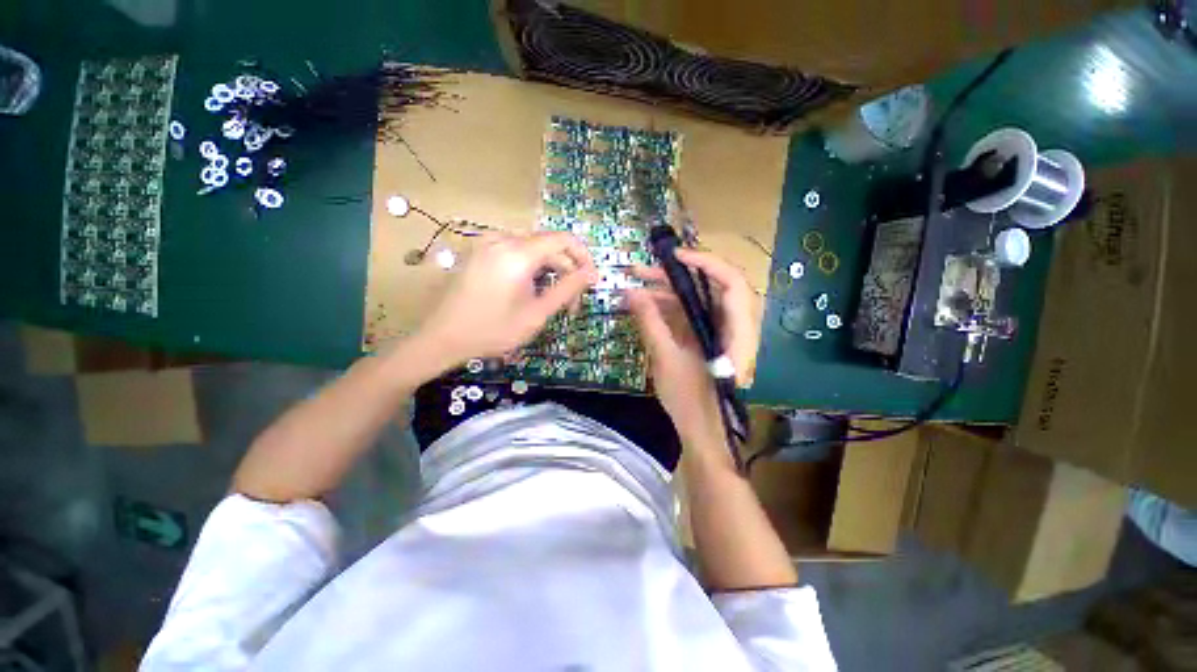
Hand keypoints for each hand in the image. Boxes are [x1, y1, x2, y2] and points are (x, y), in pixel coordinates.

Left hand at [414, 232, 597, 367]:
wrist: (442, 338)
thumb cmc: (493, 331)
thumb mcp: (537, 314)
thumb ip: (567, 290)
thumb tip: (592, 274)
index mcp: (518, 253)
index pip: (564, 240)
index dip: (584, 257)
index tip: (592, 281)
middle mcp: (503, 239)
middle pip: (549, 245)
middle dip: (566, 271)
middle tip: (572, 303)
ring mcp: (488, 243)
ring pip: (534, 249)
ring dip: (550, 270)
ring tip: (552, 299)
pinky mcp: (480, 251)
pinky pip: (516, 251)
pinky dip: (532, 267)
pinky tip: (530, 289)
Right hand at [625, 249, 758, 434]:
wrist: (700, 432)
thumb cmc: (689, 401)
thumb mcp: (665, 359)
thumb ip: (649, 322)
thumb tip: (629, 292)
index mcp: (737, 333)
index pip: (732, 284)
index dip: (706, 264)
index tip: (674, 257)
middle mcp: (734, 326)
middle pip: (709, 288)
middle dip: (674, 278)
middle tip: (641, 272)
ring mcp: (719, 332)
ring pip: (696, 301)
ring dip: (666, 293)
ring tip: (634, 288)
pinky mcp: (706, 339)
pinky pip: (689, 316)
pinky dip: (667, 309)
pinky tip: (644, 306)